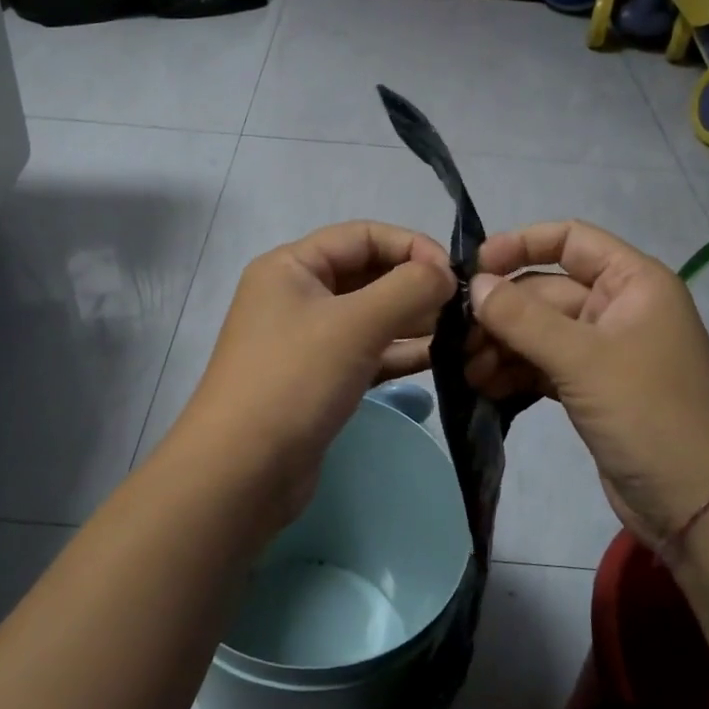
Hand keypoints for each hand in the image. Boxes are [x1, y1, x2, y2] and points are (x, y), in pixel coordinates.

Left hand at [179, 221, 454, 526]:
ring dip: (413, 320)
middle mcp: (296, 296)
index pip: (362, 236)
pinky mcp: (319, 380)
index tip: (455, 273)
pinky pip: (366, 353)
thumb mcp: (355, 324)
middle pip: (367, 274)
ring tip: (463, 331)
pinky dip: (399, 353)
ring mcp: (306, 341)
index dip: (411, 245)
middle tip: (466, 306)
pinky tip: (441, 358)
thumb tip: (446, 272)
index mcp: (292, 266)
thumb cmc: (294, 380)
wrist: (241, 472)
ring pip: (370, 317)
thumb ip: (408, 289)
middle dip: (415, 285)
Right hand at [465, 220, 708, 545]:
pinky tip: (483, 387)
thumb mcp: (583, 360)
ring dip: (501, 346)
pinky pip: (542, 365)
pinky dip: (514, 372)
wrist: (697, 506)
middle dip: (501, 311)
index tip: (474, 267)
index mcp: (633, 283)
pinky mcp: (590, 389)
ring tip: (466, 371)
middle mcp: (618, 308)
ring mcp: (603, 351)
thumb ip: (523, 318)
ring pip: (538, 332)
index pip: (571, 239)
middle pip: (545, 291)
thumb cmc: (649, 415)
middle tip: (456, 336)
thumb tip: (474, 284)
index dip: (521, 244)